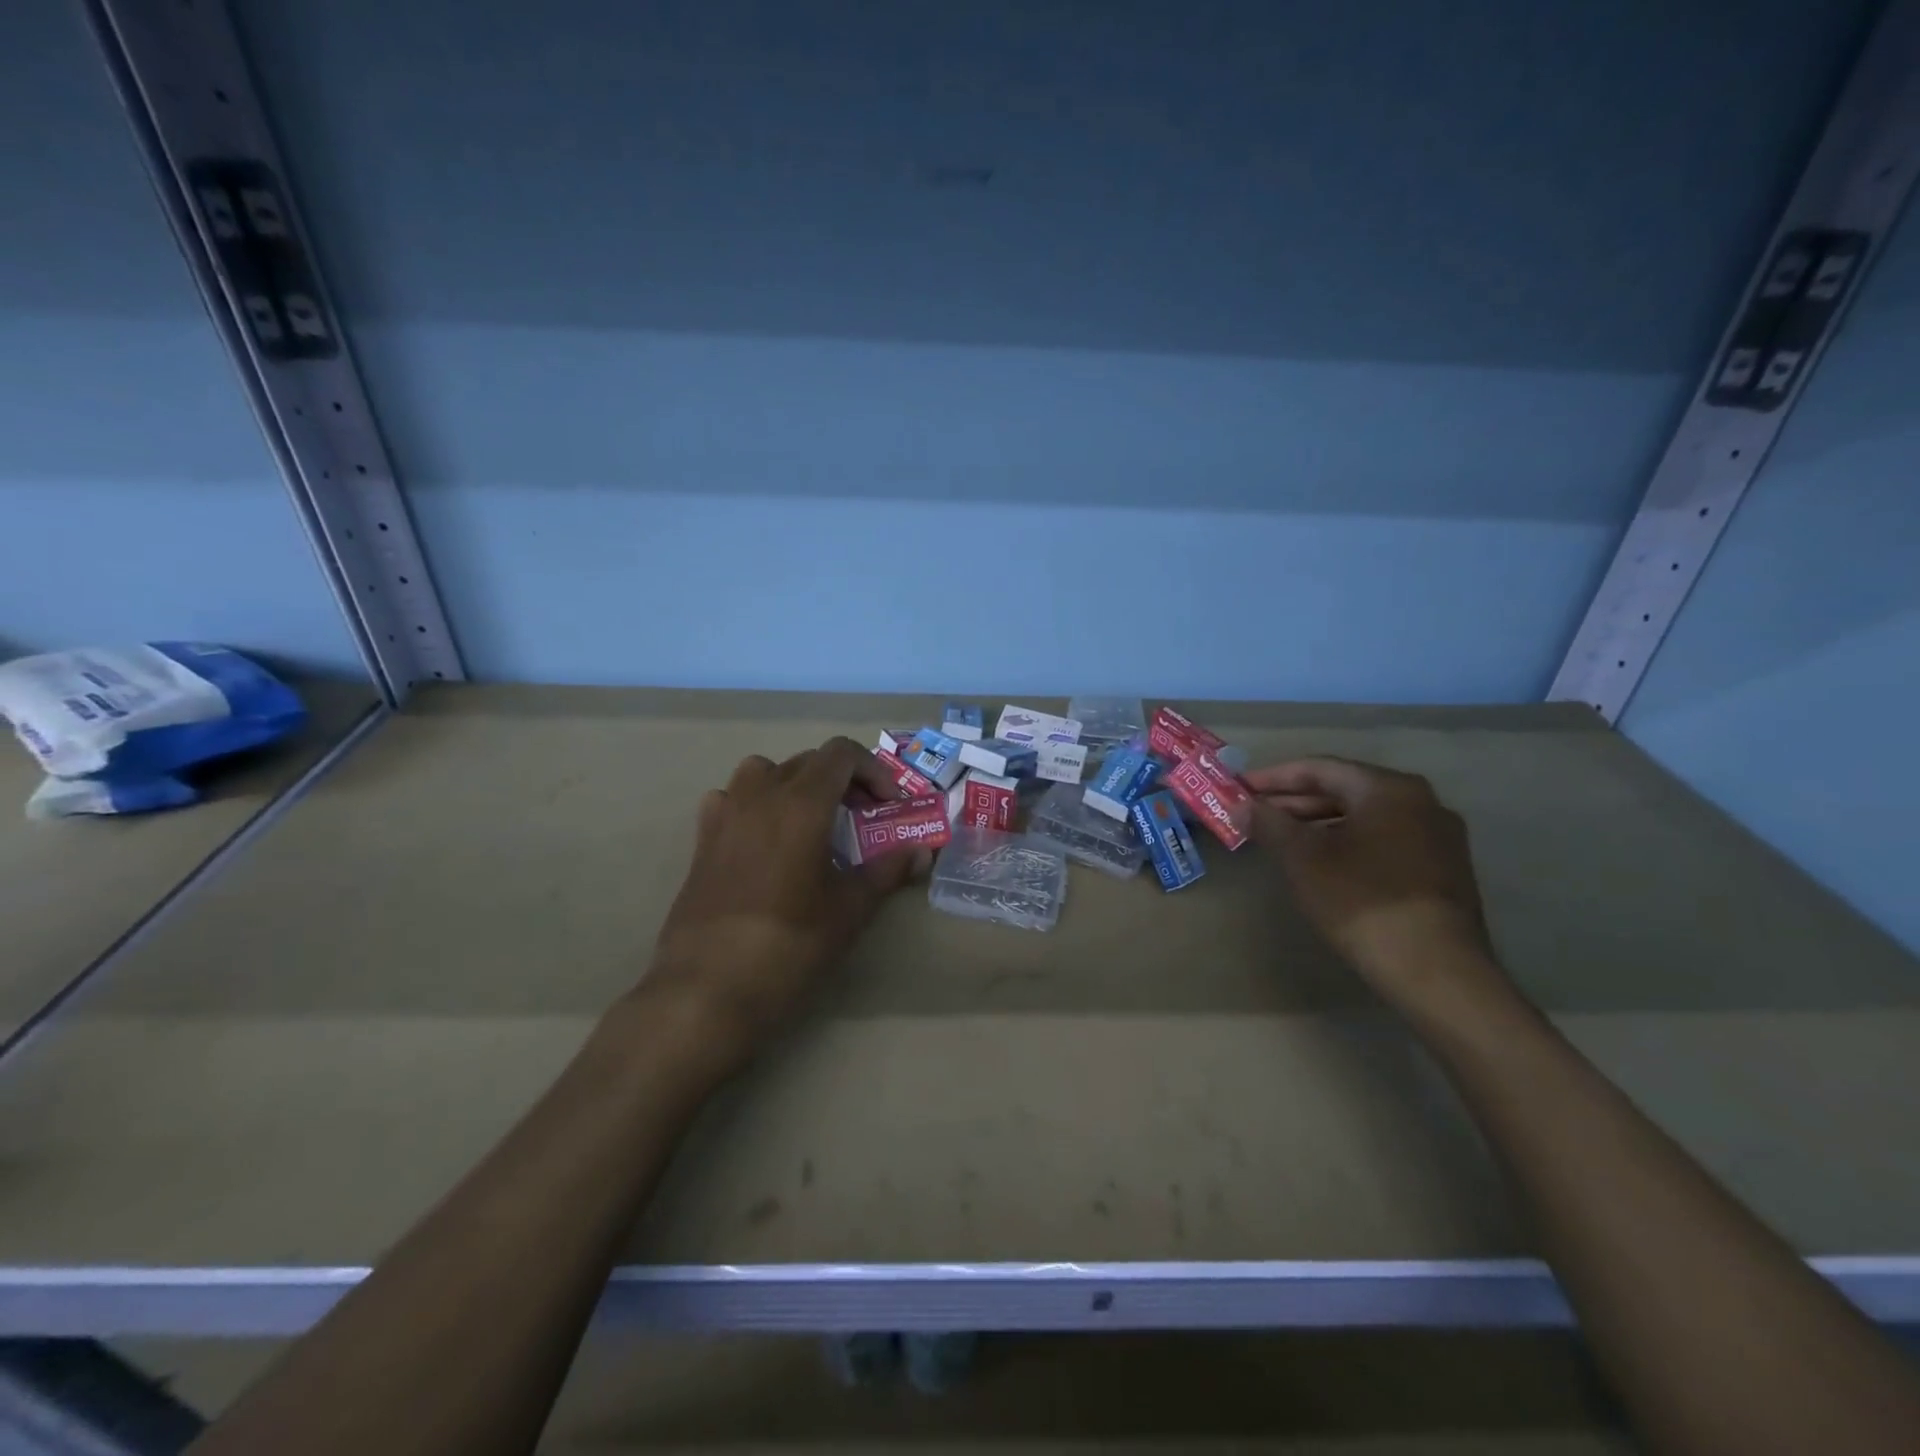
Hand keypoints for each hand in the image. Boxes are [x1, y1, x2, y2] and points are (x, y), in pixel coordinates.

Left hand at [640, 737, 927, 1075]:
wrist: (707, 989)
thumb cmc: (788, 946)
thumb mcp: (849, 910)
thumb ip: (886, 872)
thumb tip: (921, 853)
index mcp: (801, 803)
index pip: (841, 753)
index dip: (873, 771)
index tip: (888, 805)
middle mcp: (760, 795)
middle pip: (807, 761)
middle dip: (842, 781)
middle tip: (862, 818)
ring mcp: (724, 815)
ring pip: (764, 771)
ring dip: (795, 784)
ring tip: (812, 822)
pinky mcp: (701, 840)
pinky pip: (731, 799)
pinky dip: (754, 803)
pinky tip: (764, 839)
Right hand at [1245, 756, 1510, 1017]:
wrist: (1435, 969)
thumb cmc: (1361, 900)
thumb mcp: (1302, 858)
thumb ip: (1269, 823)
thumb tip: (1242, 806)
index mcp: (1387, 788)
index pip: (1319, 768)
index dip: (1273, 777)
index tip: (1240, 789)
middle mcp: (1420, 801)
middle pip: (1344, 790)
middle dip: (1295, 802)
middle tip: (1254, 815)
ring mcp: (1438, 836)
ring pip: (1365, 817)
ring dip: (1319, 824)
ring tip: (1281, 840)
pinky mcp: (1443, 869)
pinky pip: (1384, 840)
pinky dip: (1347, 842)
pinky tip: (1322, 863)